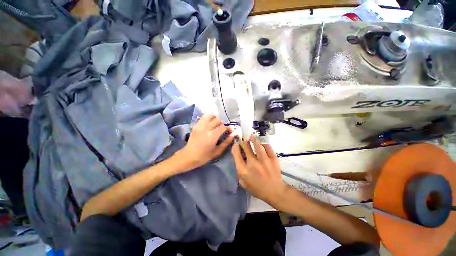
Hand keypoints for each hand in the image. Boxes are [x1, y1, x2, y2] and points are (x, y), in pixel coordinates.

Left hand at [180, 114, 234, 169]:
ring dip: (215, 119)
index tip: (230, 131)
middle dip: (222, 124)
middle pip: (217, 120)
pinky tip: (209, 123)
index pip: (223, 127)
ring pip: (210, 116)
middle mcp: (206, 128)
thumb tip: (234, 134)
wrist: (189, 156)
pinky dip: (208, 118)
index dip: (228, 128)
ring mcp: (200, 126)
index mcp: (212, 136)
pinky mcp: (195, 125)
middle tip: (223, 129)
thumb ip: (226, 142)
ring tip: (216, 124)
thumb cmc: (204, 156)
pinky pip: (203, 117)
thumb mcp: (217, 151)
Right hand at [231, 136, 288, 206]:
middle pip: (246, 148)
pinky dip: (264, 144)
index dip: (235, 147)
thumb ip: (239, 173)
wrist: (275, 192)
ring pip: (257, 146)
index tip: (236, 145)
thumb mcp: (244, 184)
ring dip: (253, 140)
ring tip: (251, 137)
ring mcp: (264, 160)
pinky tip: (262, 144)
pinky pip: (268, 148)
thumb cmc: (258, 189)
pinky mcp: (273, 159)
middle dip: (243, 142)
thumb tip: (238, 161)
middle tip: (243, 140)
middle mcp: (253, 164)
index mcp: (244, 170)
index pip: (236, 154)